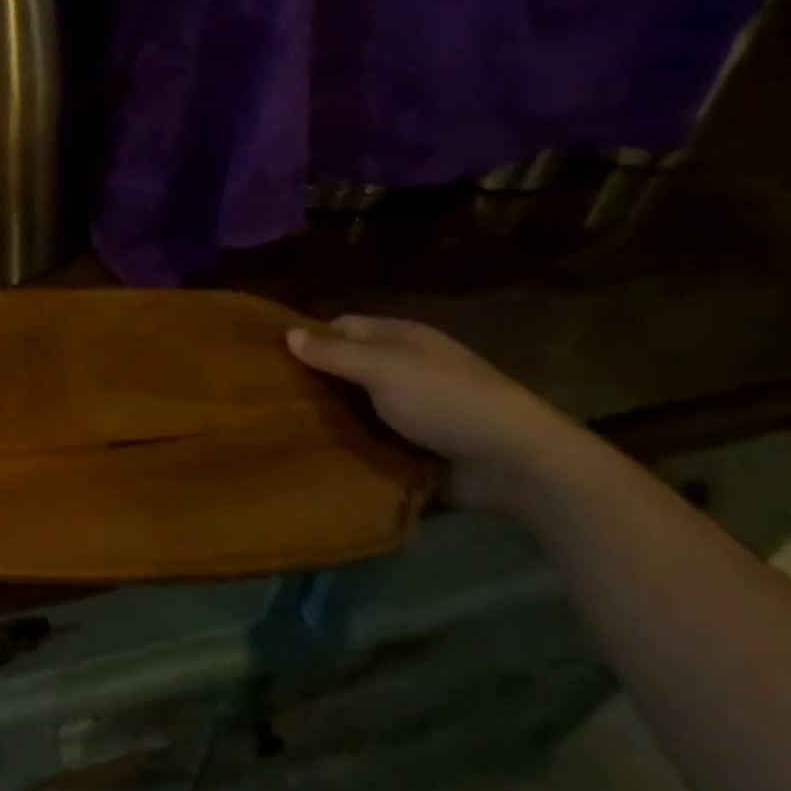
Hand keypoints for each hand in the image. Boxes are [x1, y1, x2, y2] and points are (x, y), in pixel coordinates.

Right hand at [287, 316, 598, 515]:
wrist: (517, 462)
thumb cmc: (445, 399)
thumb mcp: (383, 368)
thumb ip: (334, 354)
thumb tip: (287, 334)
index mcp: (401, 339)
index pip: (343, 327)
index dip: (311, 338)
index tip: (275, 359)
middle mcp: (407, 368)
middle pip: (350, 368)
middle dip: (318, 382)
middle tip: (273, 400)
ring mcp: (417, 409)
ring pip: (361, 408)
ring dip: (336, 419)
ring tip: (288, 432)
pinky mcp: (423, 447)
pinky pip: (379, 442)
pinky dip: (358, 448)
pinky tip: (326, 457)